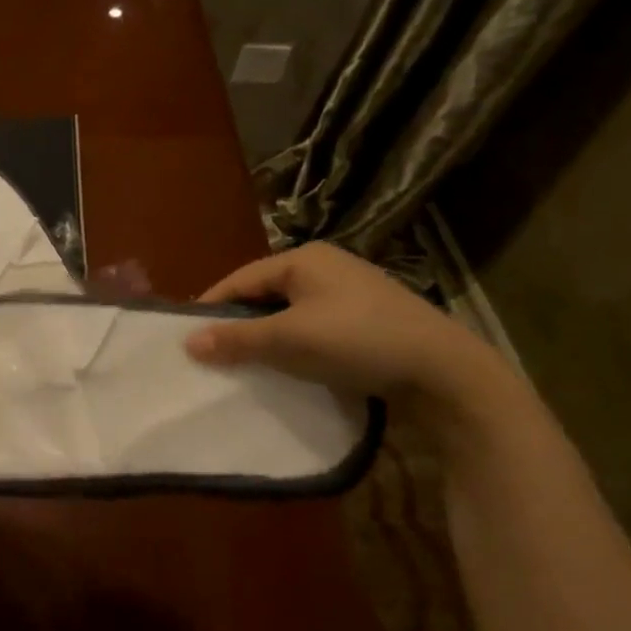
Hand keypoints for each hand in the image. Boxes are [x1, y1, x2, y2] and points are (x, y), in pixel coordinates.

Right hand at [185, 242, 499, 403]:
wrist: (444, 370)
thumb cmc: (358, 341)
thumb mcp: (290, 340)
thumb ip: (237, 339)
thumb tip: (188, 342)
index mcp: (304, 259)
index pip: (240, 279)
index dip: (211, 308)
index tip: (186, 338)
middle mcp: (325, 267)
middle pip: (264, 295)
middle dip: (238, 325)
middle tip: (213, 356)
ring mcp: (349, 293)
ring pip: (288, 313)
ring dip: (265, 338)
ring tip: (244, 366)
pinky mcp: (365, 320)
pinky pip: (312, 328)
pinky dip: (293, 345)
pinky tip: (287, 368)